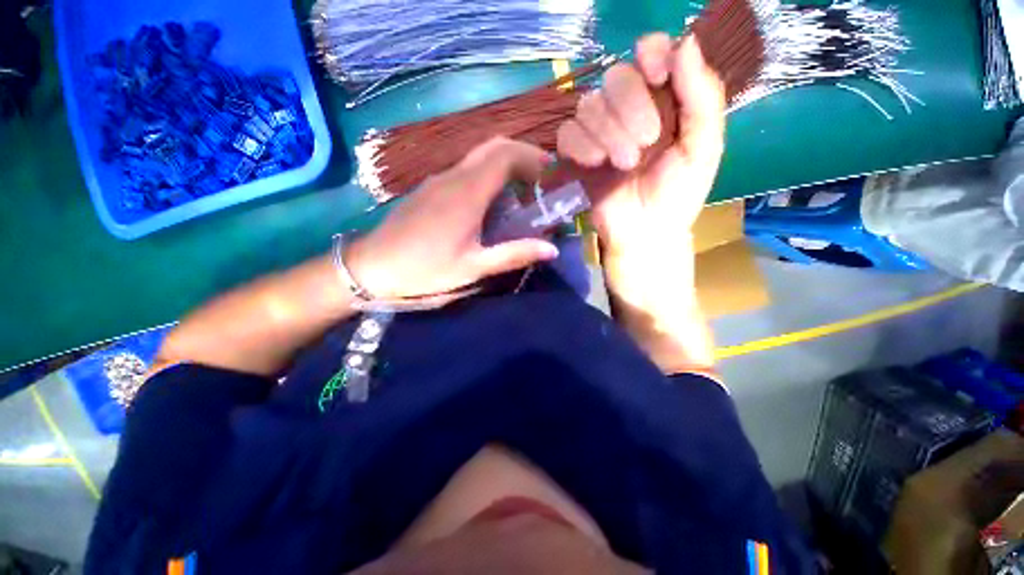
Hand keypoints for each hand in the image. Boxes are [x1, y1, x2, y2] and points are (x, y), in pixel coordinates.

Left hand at [347, 138, 559, 300]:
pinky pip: (465, 170)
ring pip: (478, 157)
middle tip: (540, 180)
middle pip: (493, 147)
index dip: (532, 157)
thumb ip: (513, 254)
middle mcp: (454, 177)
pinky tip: (491, 202)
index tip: (551, 174)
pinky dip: (487, 175)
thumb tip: (552, 249)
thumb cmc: (425, 268)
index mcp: (467, 192)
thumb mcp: (473, 266)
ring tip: (521, 192)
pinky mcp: (430, 188)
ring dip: (504, 165)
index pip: (505, 155)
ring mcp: (439, 180)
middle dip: (522, 156)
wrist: (372, 265)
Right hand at [556, 35, 725, 255]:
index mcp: (663, 101)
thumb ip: (702, 97)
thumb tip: (687, 41)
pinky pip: (567, 133)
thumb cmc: (677, 195)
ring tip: (624, 164)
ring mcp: (598, 133)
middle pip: (615, 77)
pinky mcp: (576, 155)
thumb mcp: (703, 147)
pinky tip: (595, 163)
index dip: (651, 54)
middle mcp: (628, 110)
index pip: (651, 52)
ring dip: (608, 132)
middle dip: (630, 107)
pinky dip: (580, 145)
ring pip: (589, 105)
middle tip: (645, 143)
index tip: (657, 76)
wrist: (644, 233)